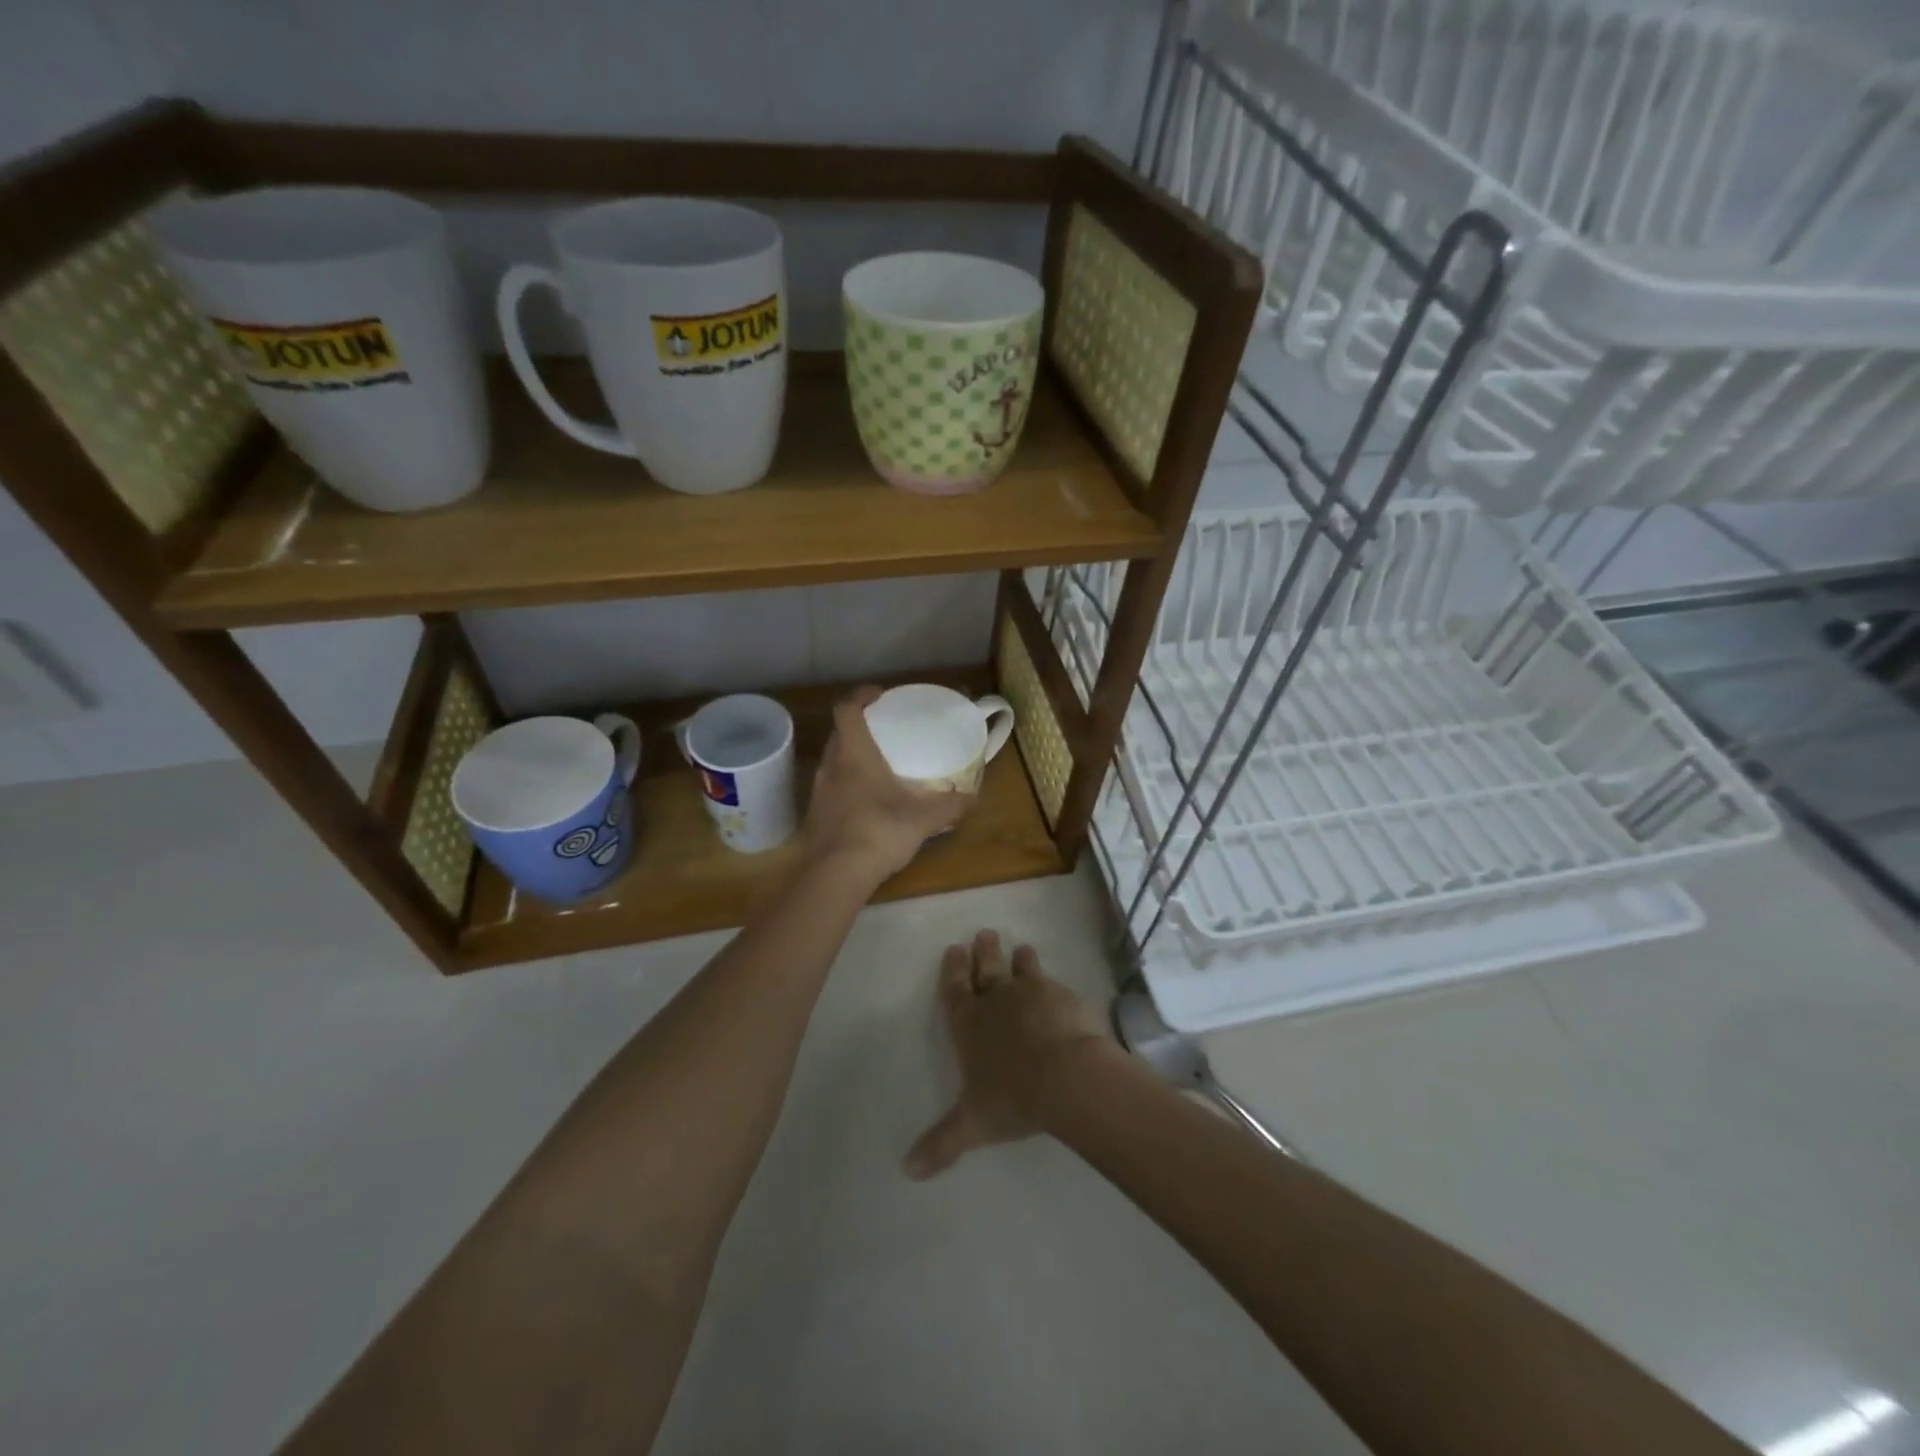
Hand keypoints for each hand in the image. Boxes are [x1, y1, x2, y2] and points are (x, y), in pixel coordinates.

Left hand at [806, 687, 970, 885]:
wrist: (835, 875)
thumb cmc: (878, 831)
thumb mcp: (923, 818)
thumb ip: (949, 806)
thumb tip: (973, 798)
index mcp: (854, 754)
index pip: (846, 710)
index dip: (860, 696)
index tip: (879, 695)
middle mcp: (831, 766)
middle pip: (839, 734)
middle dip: (859, 727)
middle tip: (883, 731)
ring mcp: (819, 792)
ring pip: (833, 762)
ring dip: (851, 757)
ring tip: (877, 765)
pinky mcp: (816, 816)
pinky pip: (832, 788)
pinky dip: (847, 785)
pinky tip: (866, 801)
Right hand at [904, 931, 1115, 1179]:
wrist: (1066, 1076)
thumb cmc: (1012, 1098)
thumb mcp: (973, 1125)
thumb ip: (941, 1143)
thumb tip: (907, 1170)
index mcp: (969, 1024)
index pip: (956, 990)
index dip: (954, 970)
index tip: (954, 949)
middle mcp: (996, 1001)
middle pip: (986, 969)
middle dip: (983, 953)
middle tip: (984, 934)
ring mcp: (1029, 992)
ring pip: (1020, 969)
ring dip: (1018, 959)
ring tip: (1020, 948)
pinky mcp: (1060, 994)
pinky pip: (1050, 981)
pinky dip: (1048, 979)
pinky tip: (1053, 981)